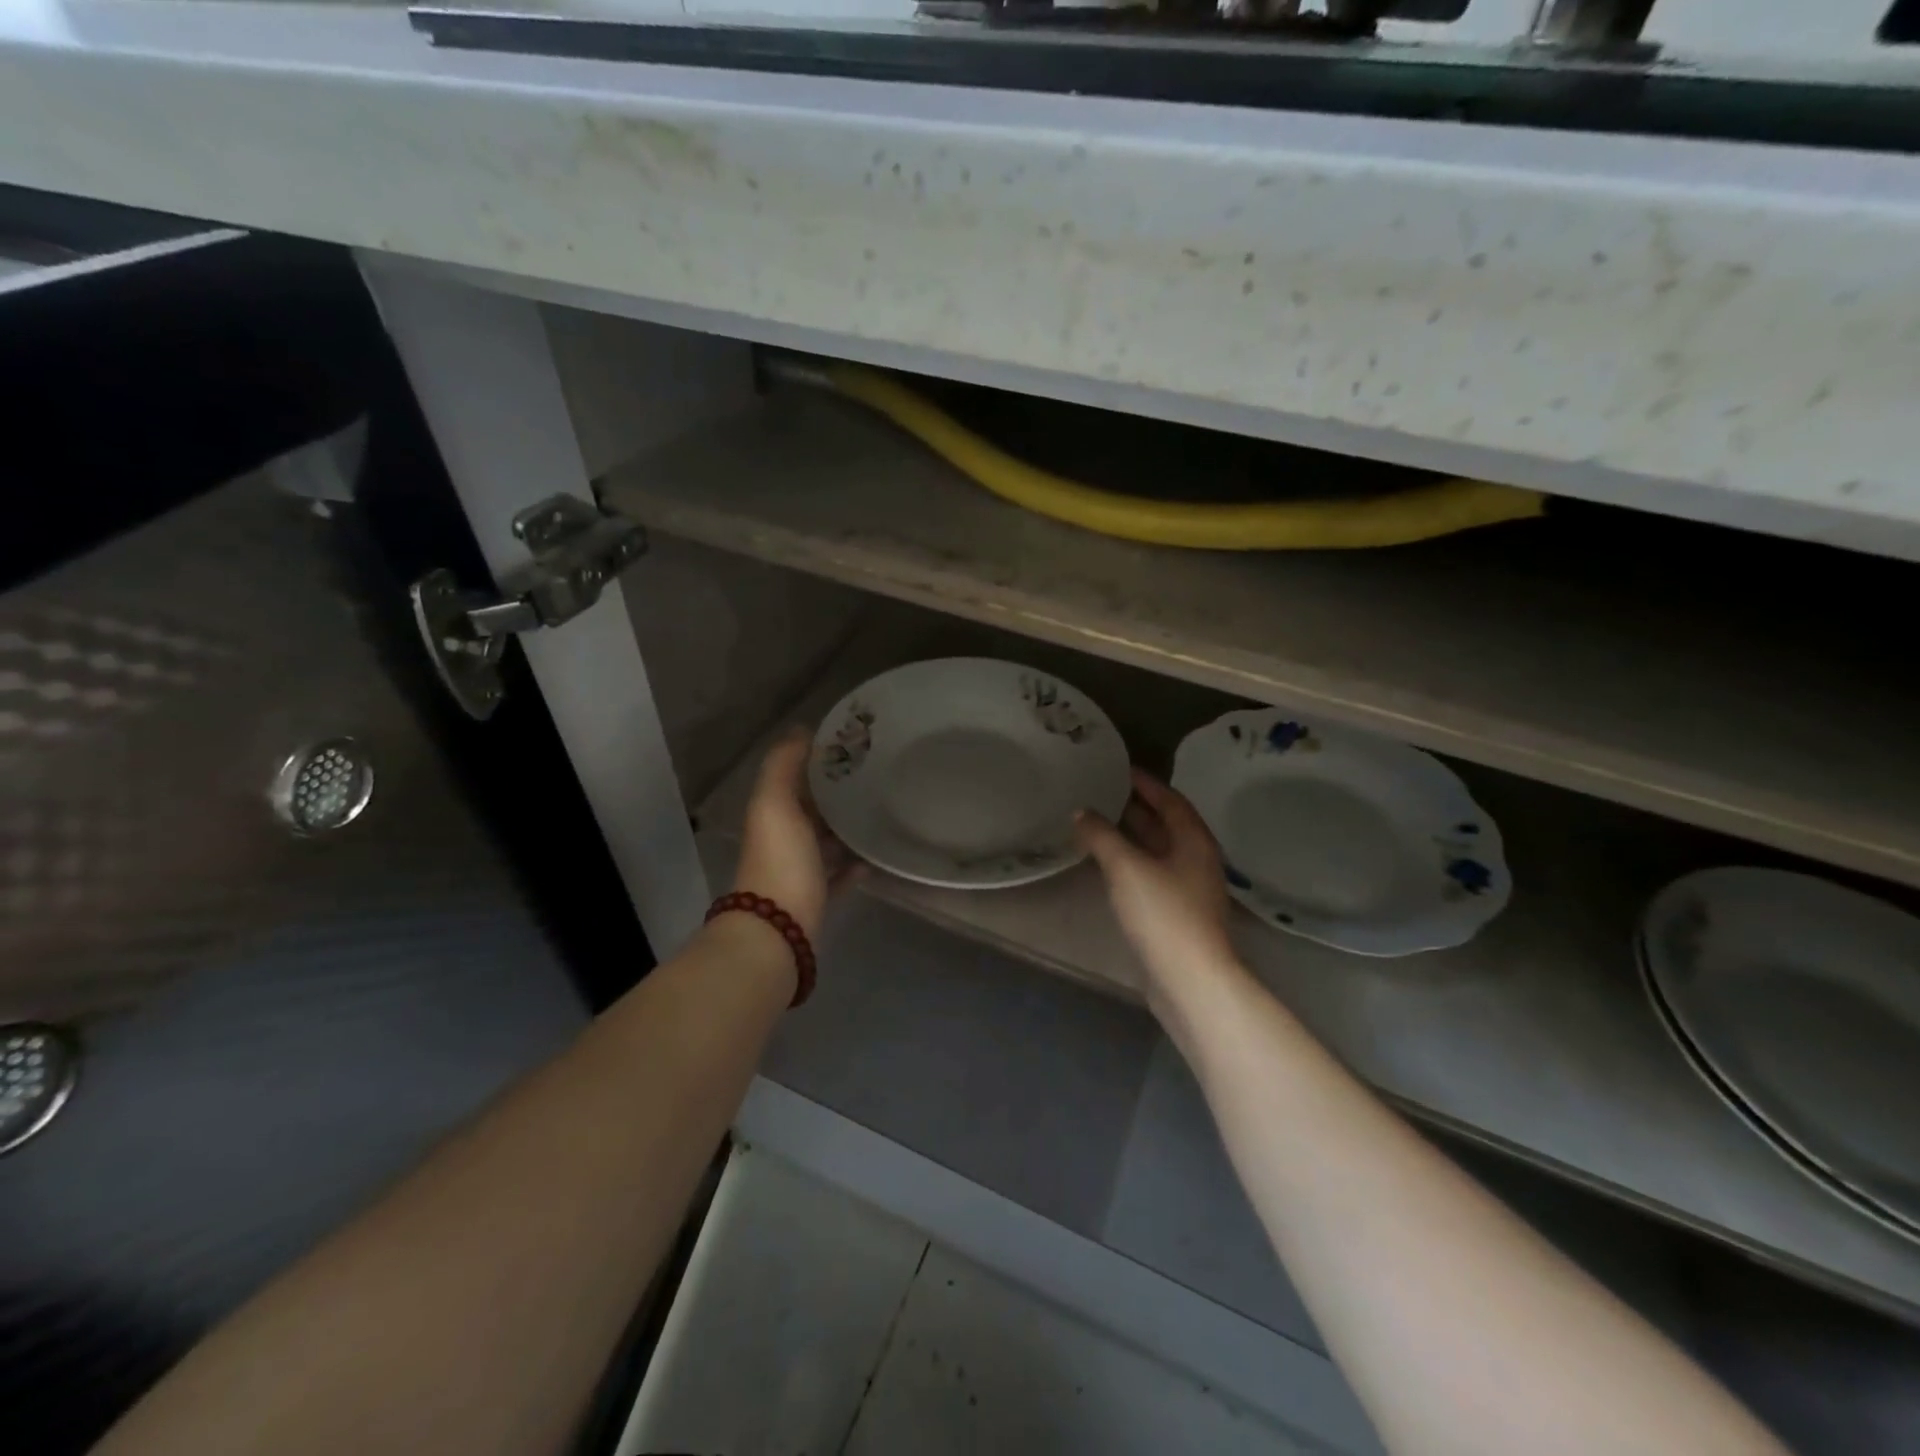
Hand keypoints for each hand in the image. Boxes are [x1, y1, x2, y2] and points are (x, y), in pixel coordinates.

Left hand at [733, 728, 860, 941]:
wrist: (778, 931)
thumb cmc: (780, 860)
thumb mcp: (775, 803)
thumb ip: (783, 765)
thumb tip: (800, 730)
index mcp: (772, 813)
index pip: (794, 778)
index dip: (817, 760)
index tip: (852, 746)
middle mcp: (783, 839)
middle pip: (812, 809)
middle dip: (837, 794)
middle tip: (877, 777)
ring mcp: (800, 870)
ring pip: (826, 842)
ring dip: (848, 829)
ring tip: (882, 813)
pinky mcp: (818, 897)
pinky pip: (840, 875)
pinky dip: (855, 865)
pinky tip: (877, 857)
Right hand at [1076, 769, 1240, 1017]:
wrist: (1190, 980)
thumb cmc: (1163, 914)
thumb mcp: (1126, 867)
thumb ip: (1102, 836)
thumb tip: (1081, 812)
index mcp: (1194, 841)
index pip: (1172, 800)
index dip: (1147, 783)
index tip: (1121, 768)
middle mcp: (1196, 861)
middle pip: (1167, 825)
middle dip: (1138, 807)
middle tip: (1104, 792)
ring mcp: (1189, 890)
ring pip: (1158, 851)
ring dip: (1132, 836)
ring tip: (1099, 822)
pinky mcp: (1177, 915)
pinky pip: (1152, 875)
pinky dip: (1130, 862)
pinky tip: (1107, 865)